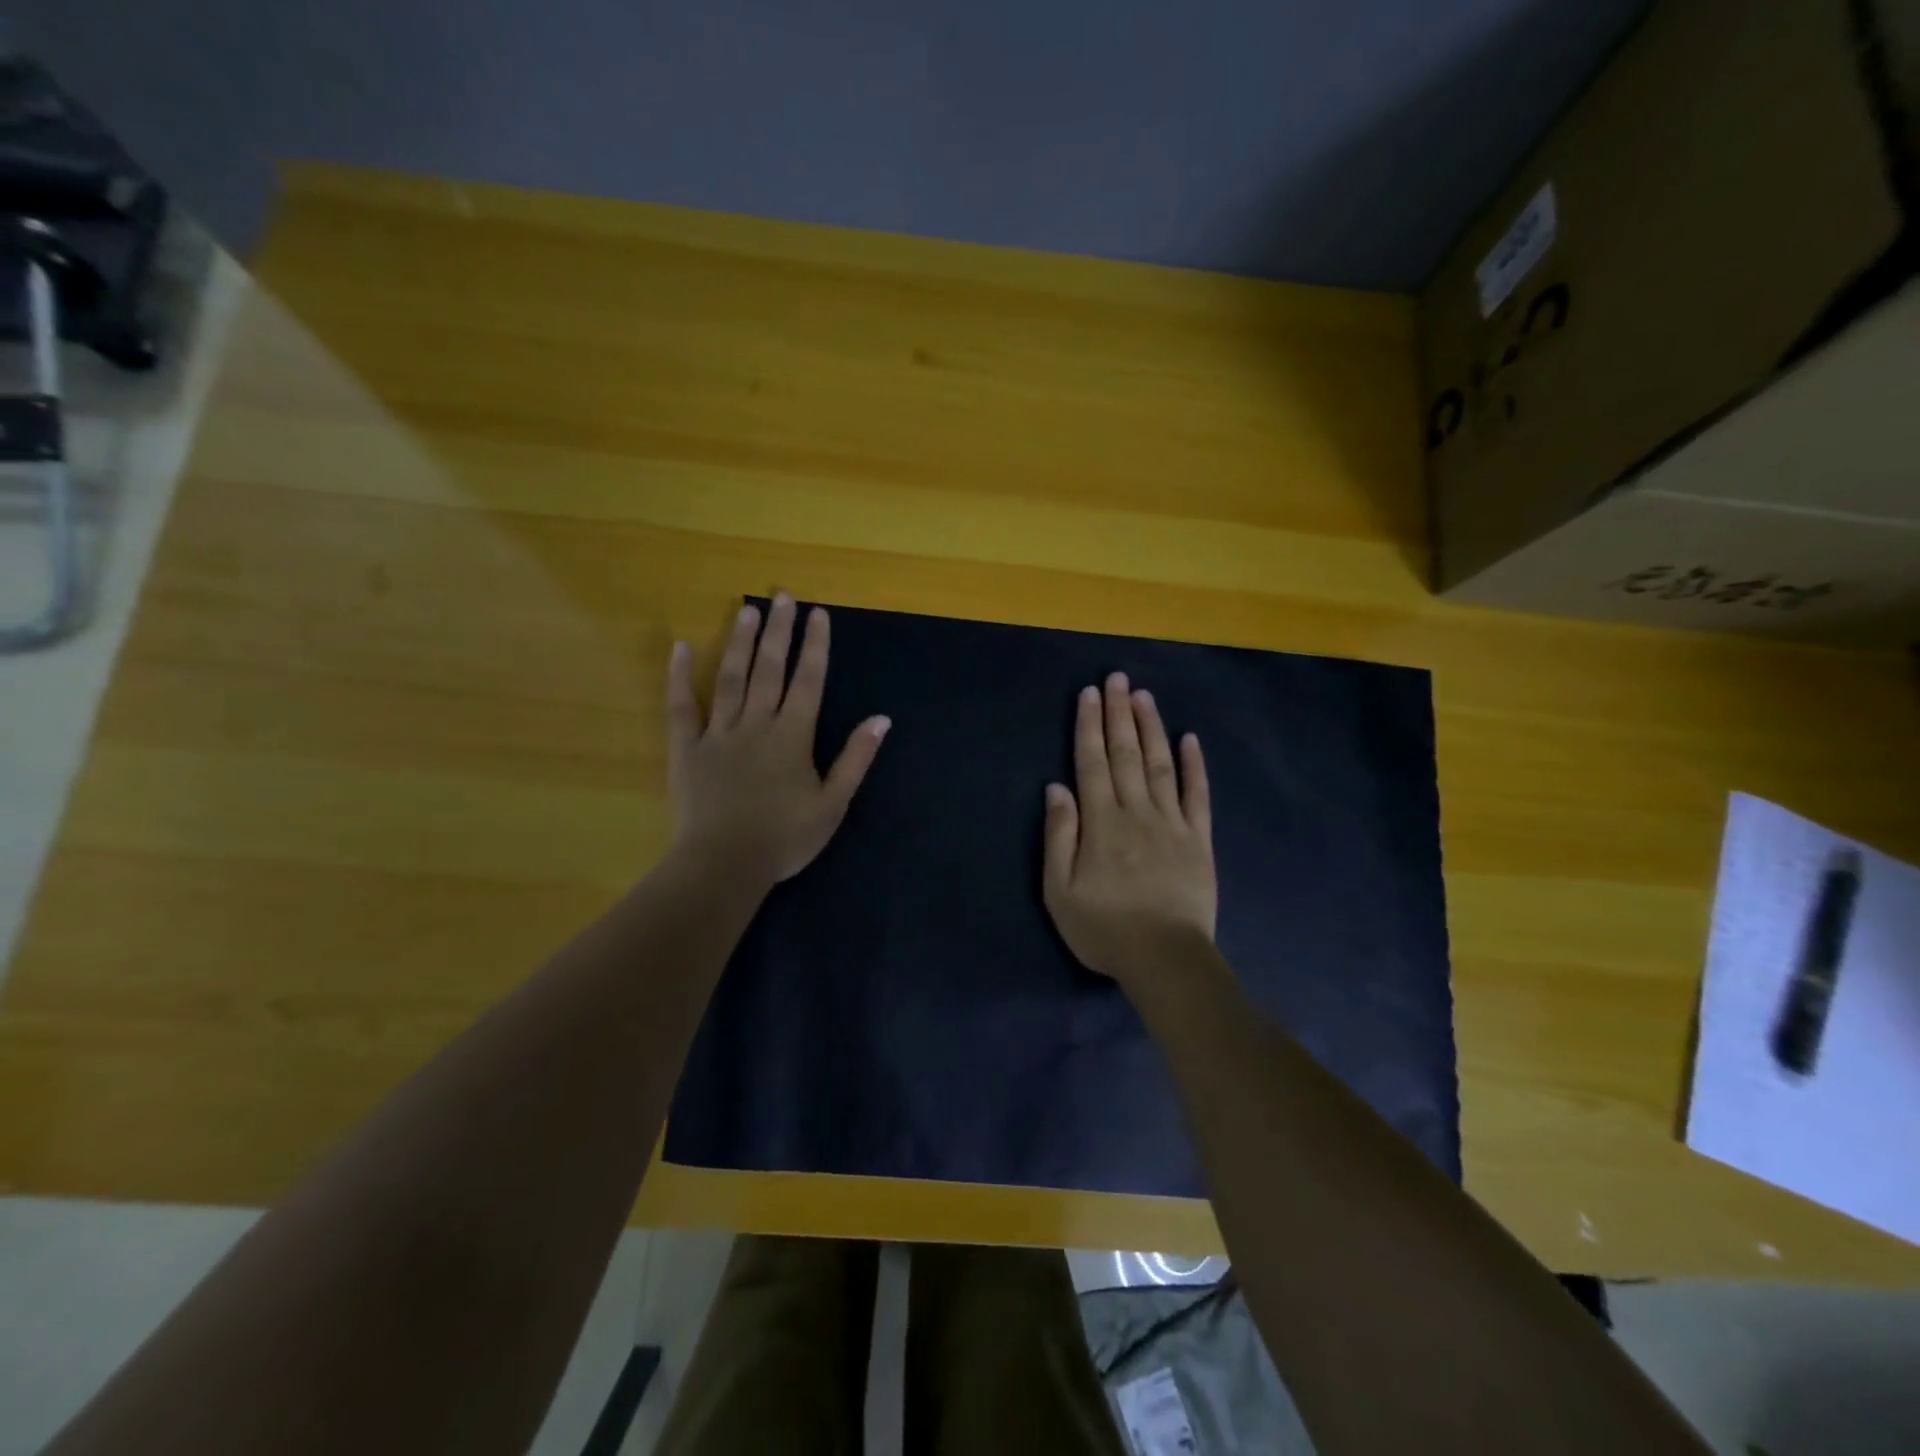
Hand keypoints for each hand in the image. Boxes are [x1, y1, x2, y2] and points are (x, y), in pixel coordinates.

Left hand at [667, 594, 889, 886]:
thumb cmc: (785, 838)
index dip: (815, 646)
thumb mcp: (833, 803)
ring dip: (740, 642)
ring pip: (730, 678)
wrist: (725, 864)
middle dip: (779, 631)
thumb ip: (856, 758)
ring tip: (746, 609)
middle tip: (782, 595)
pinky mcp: (686, 749)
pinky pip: (681, 707)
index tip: (818, 613)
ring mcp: (718, 733)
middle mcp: (757, 724)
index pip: (809, 681)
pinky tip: (682, 647)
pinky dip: (679, 677)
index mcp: (793, 736)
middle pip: (770, 669)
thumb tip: (881, 719)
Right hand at [1043, 672, 1215, 988]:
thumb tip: (1056, 788)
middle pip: (1126, 754)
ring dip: (1152, 728)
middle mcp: (1137, 811)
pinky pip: (1198, 795)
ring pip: (1161, 765)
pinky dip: (1195, 765)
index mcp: (1101, 822)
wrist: (1166, 959)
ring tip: (1145, 697)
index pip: (1091, 763)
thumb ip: (1058, 836)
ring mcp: (1172, 823)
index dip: (1089, 725)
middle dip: (1120, 714)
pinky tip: (1191, 739)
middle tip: (1118, 678)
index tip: (1091, 693)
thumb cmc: (1105, 929)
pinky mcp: (1199, 840)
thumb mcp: (1060, 891)